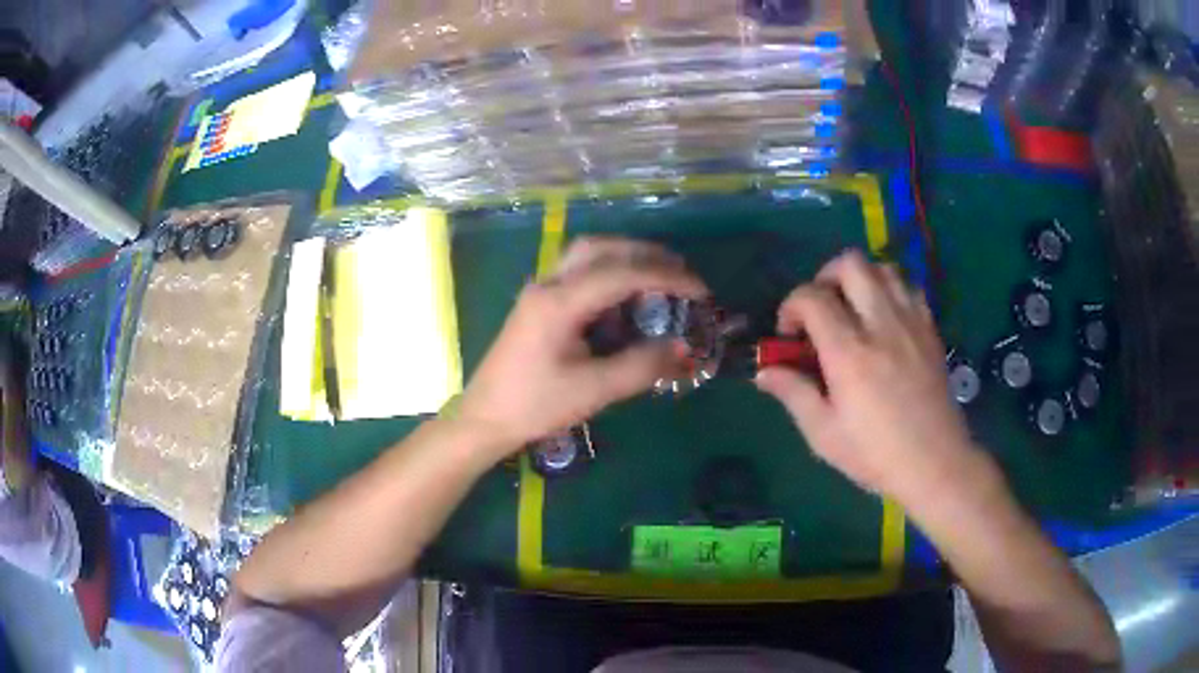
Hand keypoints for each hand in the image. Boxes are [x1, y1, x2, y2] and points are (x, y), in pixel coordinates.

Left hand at [457, 237, 707, 457]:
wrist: (485, 418)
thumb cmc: (535, 406)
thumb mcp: (593, 390)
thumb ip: (641, 366)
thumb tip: (685, 349)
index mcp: (559, 302)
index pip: (622, 274)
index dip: (666, 277)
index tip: (700, 290)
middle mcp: (548, 284)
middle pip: (600, 248)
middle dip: (645, 253)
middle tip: (681, 272)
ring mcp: (540, 291)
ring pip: (585, 254)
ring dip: (624, 257)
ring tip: (659, 276)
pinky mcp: (539, 304)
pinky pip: (577, 272)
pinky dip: (608, 272)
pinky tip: (625, 295)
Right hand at [755, 250, 982, 502]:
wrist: (934, 463)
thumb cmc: (875, 454)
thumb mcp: (823, 434)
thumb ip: (793, 394)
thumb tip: (764, 371)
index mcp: (848, 353)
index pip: (811, 298)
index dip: (791, 307)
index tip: (789, 335)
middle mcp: (880, 325)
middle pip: (850, 265)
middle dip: (825, 277)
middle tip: (821, 309)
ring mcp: (911, 323)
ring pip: (883, 268)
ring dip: (861, 279)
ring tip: (853, 309)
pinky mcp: (931, 330)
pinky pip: (909, 288)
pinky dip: (891, 290)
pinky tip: (885, 318)